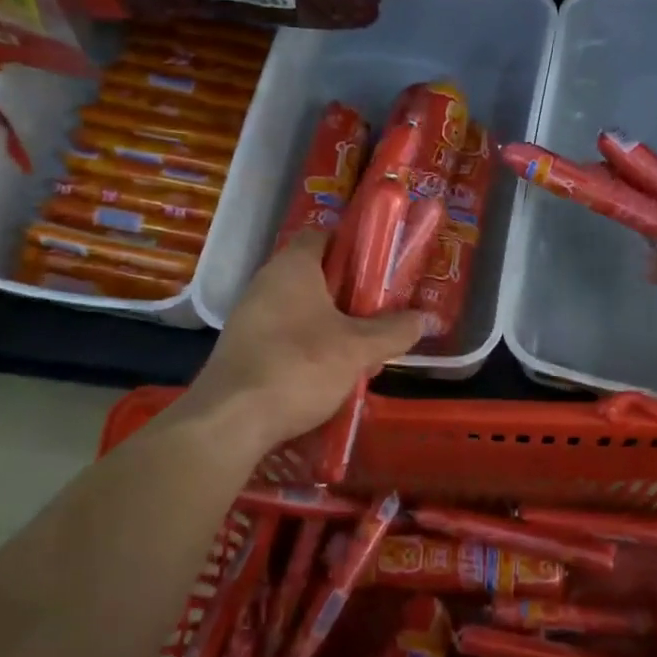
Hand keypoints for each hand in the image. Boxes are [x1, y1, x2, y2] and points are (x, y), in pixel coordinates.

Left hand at [174, 233, 422, 450]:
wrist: (231, 420)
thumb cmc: (300, 366)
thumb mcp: (358, 349)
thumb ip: (394, 331)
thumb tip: (425, 318)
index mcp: (293, 266)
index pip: (324, 236)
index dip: (354, 247)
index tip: (380, 270)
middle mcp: (266, 283)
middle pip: (316, 276)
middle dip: (351, 296)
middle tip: (381, 316)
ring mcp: (250, 317)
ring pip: (302, 310)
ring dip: (333, 326)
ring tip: (363, 351)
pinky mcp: (244, 349)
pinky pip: (286, 336)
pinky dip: (309, 348)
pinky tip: (330, 376)